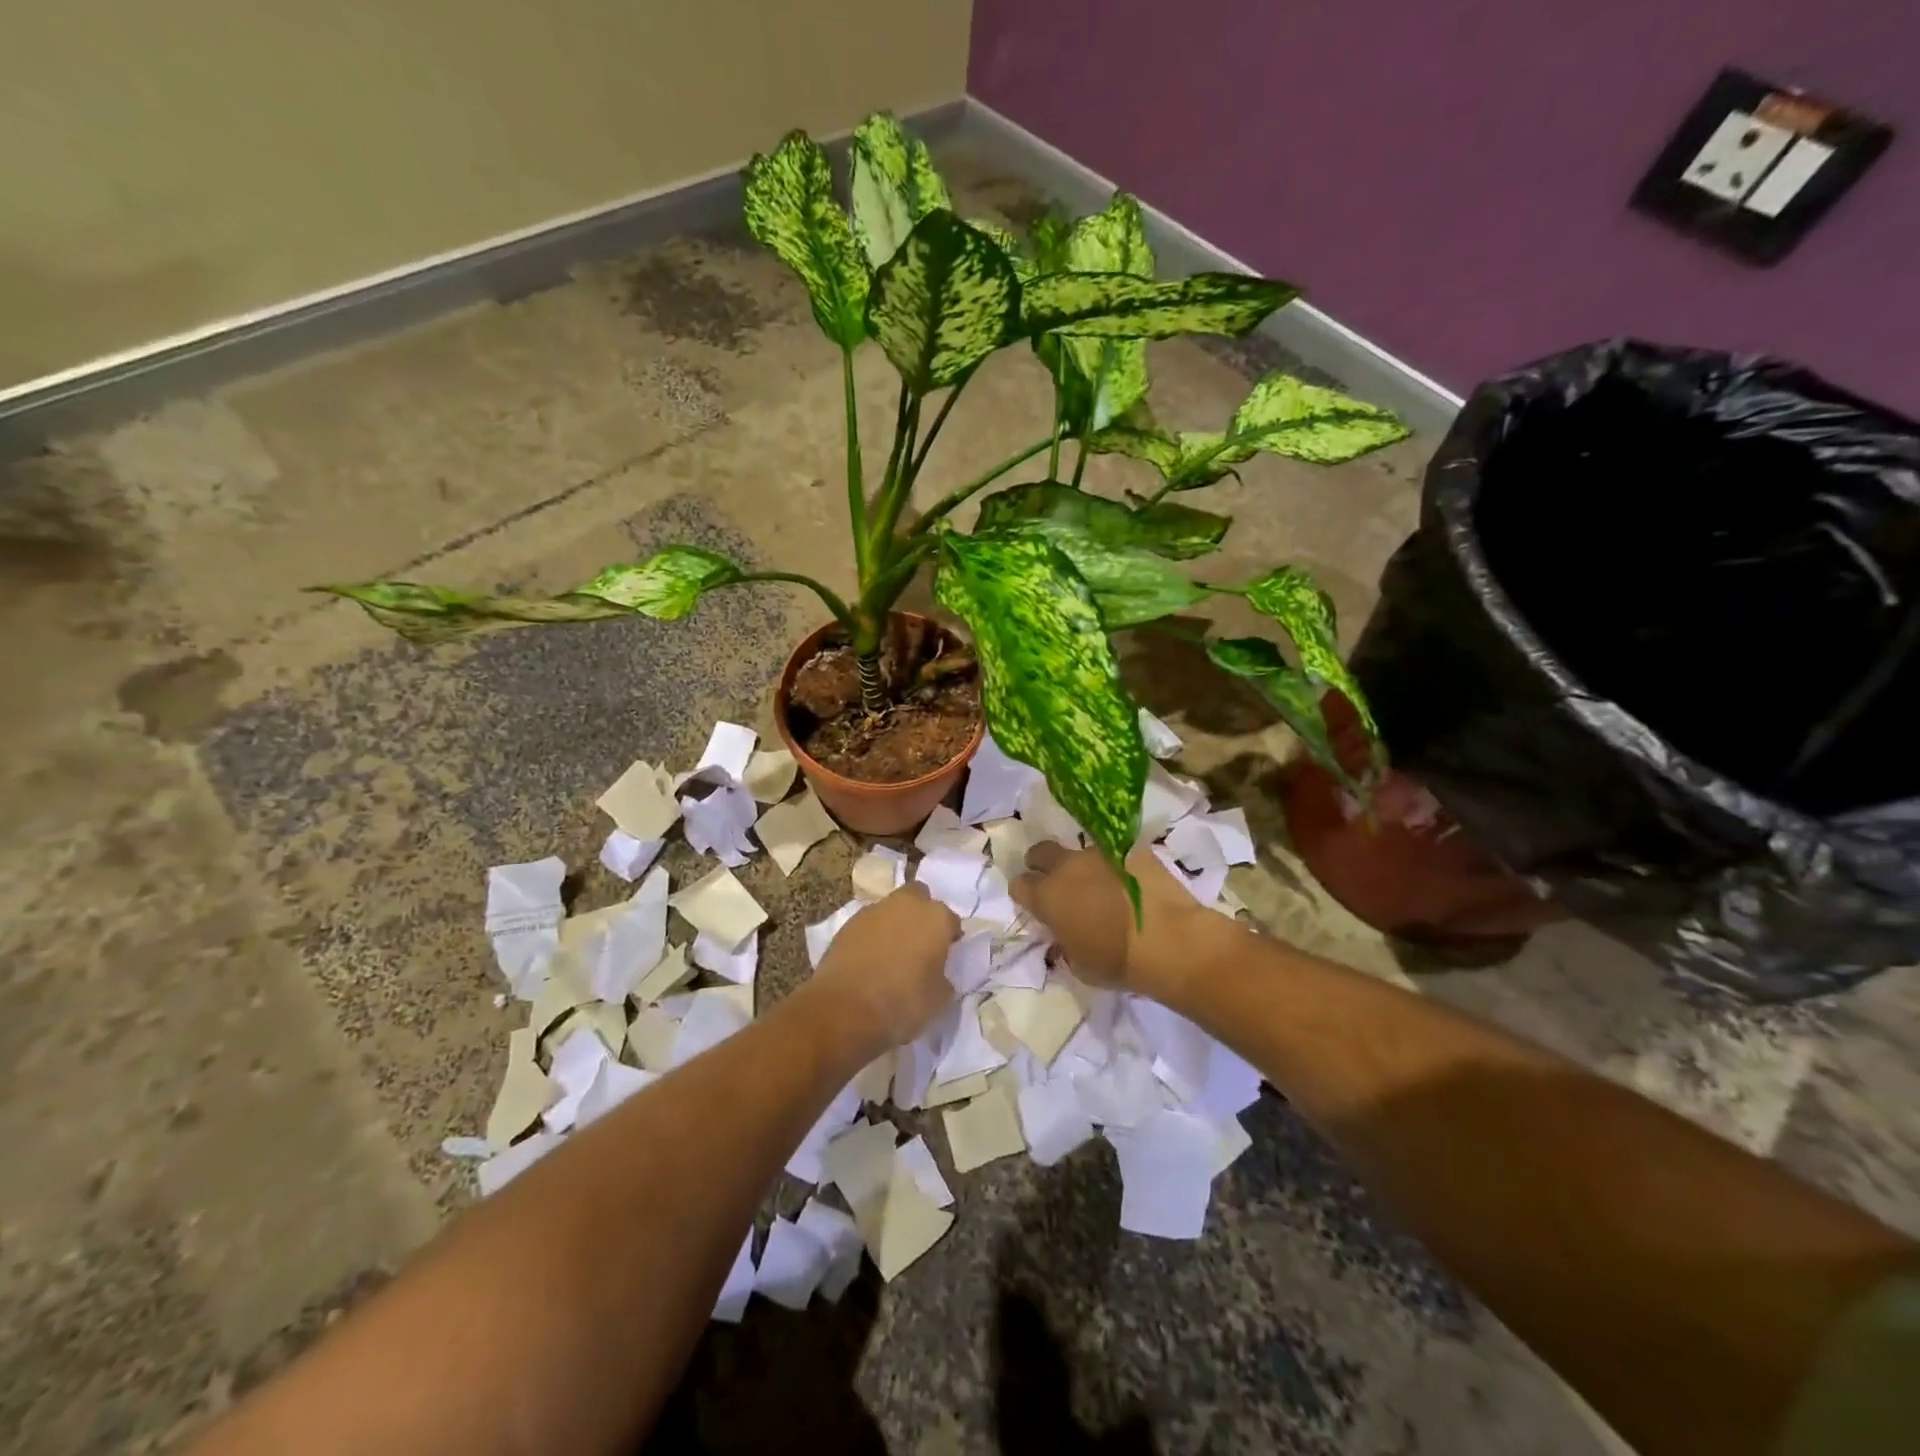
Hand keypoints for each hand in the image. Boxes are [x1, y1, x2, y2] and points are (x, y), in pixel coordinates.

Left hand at [810, 884, 958, 1048]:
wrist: (845, 1008)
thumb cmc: (903, 1002)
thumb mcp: (939, 999)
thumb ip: (943, 977)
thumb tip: (937, 973)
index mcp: (935, 917)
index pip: (951, 920)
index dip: (950, 937)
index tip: (946, 955)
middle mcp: (906, 904)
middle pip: (919, 897)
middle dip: (920, 914)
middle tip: (919, 943)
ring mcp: (873, 911)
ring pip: (891, 909)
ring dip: (894, 923)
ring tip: (892, 953)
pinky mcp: (847, 924)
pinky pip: (868, 924)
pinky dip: (872, 936)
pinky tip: (869, 959)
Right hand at [1010, 843, 1223, 996]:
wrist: (1170, 942)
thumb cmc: (1118, 962)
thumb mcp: (1079, 965)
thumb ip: (1064, 941)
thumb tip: (1065, 932)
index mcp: (1047, 896)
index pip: (1019, 885)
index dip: (1025, 894)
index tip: (1036, 905)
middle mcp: (1067, 867)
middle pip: (1041, 852)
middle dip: (1042, 864)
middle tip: (1057, 883)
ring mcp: (1101, 853)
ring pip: (1080, 851)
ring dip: (1082, 866)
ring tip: (1101, 885)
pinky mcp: (1132, 848)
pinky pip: (1115, 852)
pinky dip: (1116, 865)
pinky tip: (1130, 883)